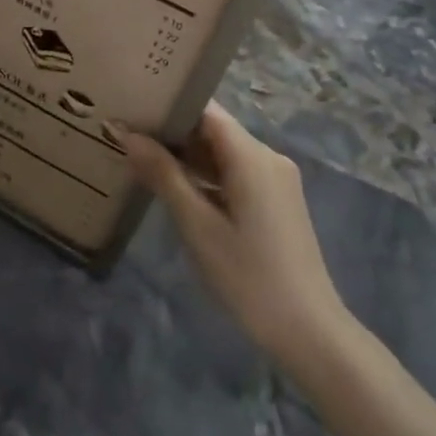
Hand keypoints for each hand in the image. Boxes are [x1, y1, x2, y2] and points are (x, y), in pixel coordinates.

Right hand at [123, 103, 350, 366]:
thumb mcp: (197, 226)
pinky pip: (235, 172)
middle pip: (214, 129)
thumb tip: (128, 134)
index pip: (205, 109)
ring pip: (224, 152)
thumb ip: (163, 175)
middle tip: (127, 134)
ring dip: (187, 155)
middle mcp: (268, 157)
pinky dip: (206, 175)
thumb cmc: (248, 277)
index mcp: (252, 156)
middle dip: (172, 131)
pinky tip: (176, 187)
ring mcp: (276, 179)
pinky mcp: (277, 200)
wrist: (308, 330)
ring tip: (141, 157)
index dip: (168, 104)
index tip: (132, 106)